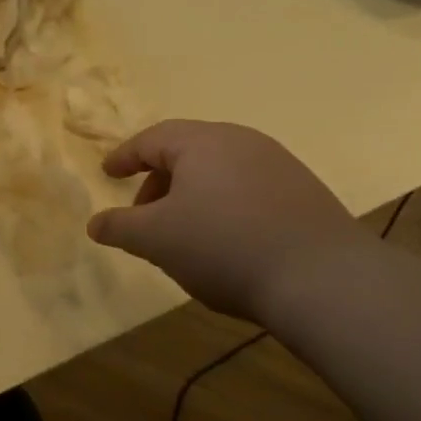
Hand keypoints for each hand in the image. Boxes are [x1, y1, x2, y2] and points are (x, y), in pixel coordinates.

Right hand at [86, 120, 367, 321]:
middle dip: (158, 182)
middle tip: (143, 214)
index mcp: (202, 142)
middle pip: (187, 152)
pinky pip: (248, 190)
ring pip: (219, 172)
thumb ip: (119, 227)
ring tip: (183, 234)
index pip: (151, 139)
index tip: (108, 173)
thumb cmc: (223, 246)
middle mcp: (242, 142)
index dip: (124, 156)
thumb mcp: (155, 239)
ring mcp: (280, 166)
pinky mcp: (305, 195)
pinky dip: (224, 208)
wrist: (325, 280)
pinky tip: (226, 243)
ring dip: (191, 197)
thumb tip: (95, 223)